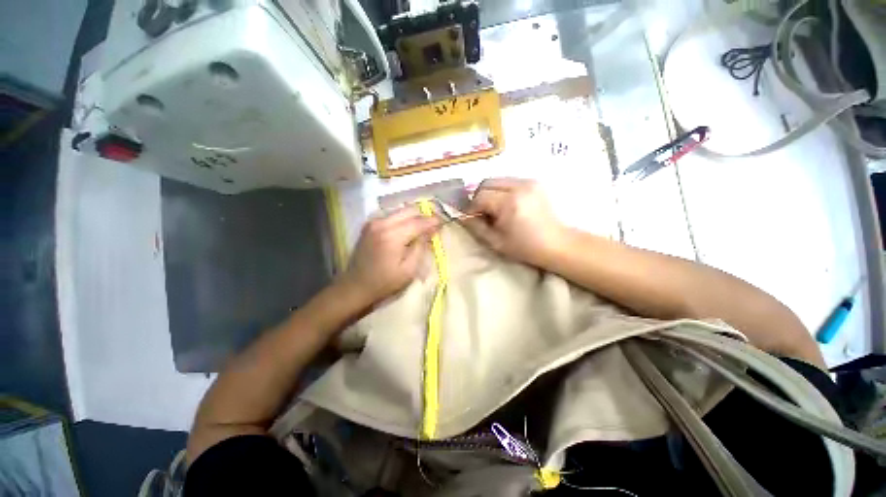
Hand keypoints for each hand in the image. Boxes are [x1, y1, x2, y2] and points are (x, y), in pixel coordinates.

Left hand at [338, 206, 438, 304]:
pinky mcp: (370, 225)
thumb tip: (431, 230)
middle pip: (409, 210)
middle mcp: (381, 223)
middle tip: (434, 225)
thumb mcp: (409, 270)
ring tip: (423, 228)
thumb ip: (421, 247)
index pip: (418, 222)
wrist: (355, 286)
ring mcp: (373, 222)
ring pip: (400, 211)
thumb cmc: (384, 282)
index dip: (432, 221)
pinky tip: (408, 230)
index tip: (443, 222)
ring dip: (414, 217)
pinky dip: (403, 220)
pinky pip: (392, 216)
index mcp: (392, 236)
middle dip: (424, 215)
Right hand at [465, 178, 564, 267]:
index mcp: (509, 202)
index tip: (472, 219)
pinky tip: (506, 204)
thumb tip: (462, 216)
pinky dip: (502, 191)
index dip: (472, 208)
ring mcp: (528, 181)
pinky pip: (509, 181)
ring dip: (490, 193)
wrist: (556, 244)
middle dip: (479, 197)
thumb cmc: (525, 247)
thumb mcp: (495, 242)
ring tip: (495, 209)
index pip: (480, 196)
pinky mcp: (534, 182)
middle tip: (482, 213)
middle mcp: (519, 186)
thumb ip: (476, 227)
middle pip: (487, 182)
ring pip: (497, 180)